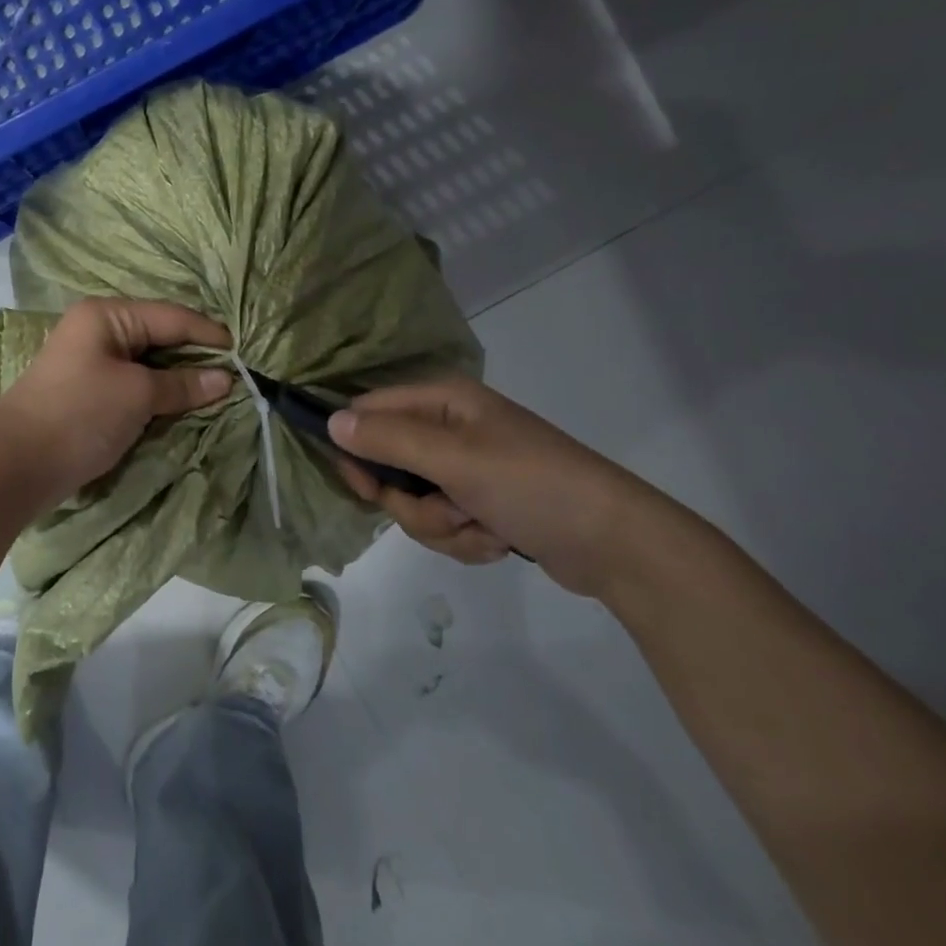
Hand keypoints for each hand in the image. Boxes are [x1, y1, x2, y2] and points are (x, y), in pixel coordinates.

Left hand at [0, 298, 232, 507]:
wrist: (15, 465)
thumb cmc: (79, 415)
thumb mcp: (137, 395)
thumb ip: (182, 384)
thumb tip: (225, 379)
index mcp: (107, 315)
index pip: (172, 317)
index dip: (209, 335)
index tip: (245, 356)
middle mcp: (99, 330)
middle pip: (160, 337)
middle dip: (196, 357)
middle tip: (235, 377)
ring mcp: (91, 361)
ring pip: (148, 363)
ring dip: (178, 379)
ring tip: (216, 393)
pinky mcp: (88, 392)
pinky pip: (134, 384)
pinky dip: (158, 394)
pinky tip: (182, 405)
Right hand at [327, 379, 696, 597]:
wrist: (614, 543)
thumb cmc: (531, 485)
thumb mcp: (453, 459)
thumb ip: (387, 439)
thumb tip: (330, 421)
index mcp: (442, 401)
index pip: (369, 412)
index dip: (356, 447)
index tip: (361, 486)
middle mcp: (450, 429)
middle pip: (389, 466)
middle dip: (413, 503)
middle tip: (446, 511)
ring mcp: (467, 469)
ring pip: (414, 503)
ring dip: (442, 527)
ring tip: (483, 528)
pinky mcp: (482, 504)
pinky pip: (444, 524)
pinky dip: (465, 539)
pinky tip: (498, 540)